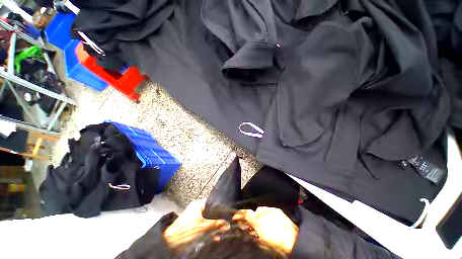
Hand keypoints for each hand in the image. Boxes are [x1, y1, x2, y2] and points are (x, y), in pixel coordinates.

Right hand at [233, 207, 298, 253]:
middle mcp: (263, 213)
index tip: (235, 216)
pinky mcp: (276, 210)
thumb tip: (247, 229)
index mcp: (258, 221)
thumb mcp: (262, 241)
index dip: (239, 214)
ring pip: (260, 211)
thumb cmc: (277, 244)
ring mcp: (270, 210)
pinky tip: (269, 221)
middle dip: (250, 218)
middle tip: (250, 224)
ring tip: (262, 224)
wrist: (294, 240)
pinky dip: (266, 214)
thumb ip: (252, 233)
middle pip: (252, 212)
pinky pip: (267, 210)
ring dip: (258, 216)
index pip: (246, 214)